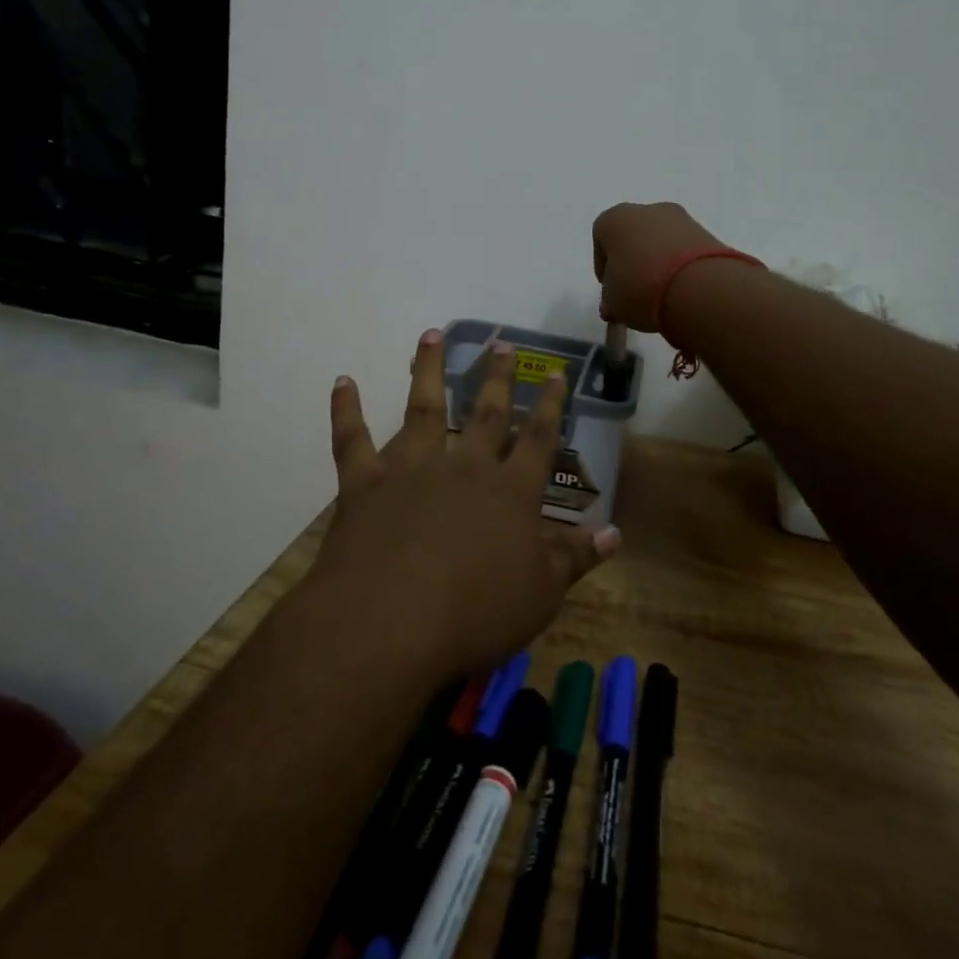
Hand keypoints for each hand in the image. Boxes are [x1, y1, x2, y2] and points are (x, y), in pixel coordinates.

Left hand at [312, 329, 621, 679]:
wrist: (391, 624)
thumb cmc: (476, 613)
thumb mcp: (541, 594)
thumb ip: (576, 557)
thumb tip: (615, 532)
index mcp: (510, 492)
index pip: (539, 439)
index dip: (551, 405)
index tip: (556, 373)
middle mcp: (464, 468)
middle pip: (486, 414)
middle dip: (497, 378)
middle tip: (502, 345)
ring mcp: (412, 470)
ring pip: (424, 409)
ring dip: (429, 370)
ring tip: (431, 334)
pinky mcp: (365, 485)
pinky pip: (352, 440)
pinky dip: (346, 410)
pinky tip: (343, 382)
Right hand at [592, 201, 724, 330]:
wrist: (699, 287)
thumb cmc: (640, 287)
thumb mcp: (613, 301)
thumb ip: (611, 297)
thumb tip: (616, 302)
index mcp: (614, 219)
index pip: (601, 239)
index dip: (604, 267)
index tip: (610, 290)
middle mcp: (646, 209)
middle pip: (634, 237)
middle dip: (633, 263)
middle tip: (634, 294)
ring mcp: (681, 219)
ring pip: (661, 242)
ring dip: (658, 264)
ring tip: (661, 297)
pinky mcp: (707, 233)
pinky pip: (684, 250)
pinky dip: (681, 266)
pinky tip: (681, 290)